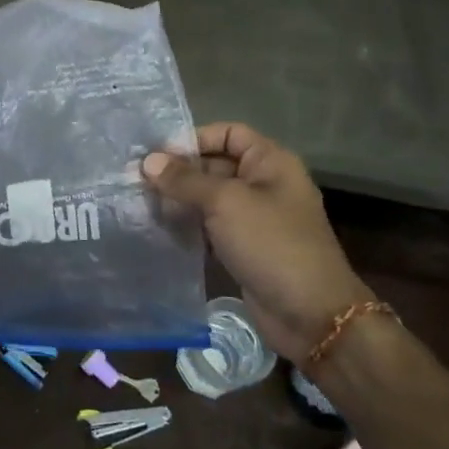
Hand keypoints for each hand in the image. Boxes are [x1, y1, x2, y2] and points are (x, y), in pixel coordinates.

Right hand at [143, 123, 373, 363]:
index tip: (157, 154)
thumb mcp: (225, 203)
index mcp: (270, 162)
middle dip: (180, 171)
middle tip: (137, 179)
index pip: (228, 133)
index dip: (194, 138)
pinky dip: (189, 225)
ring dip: (180, 199)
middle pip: (215, 165)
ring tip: (141, 202)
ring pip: (210, 198)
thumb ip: (184, 180)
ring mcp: (255, 218)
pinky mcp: (245, 248)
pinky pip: (212, 226)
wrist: (310, 315)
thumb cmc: (271, 244)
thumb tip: (148, 161)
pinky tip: (159, 228)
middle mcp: (264, 184)